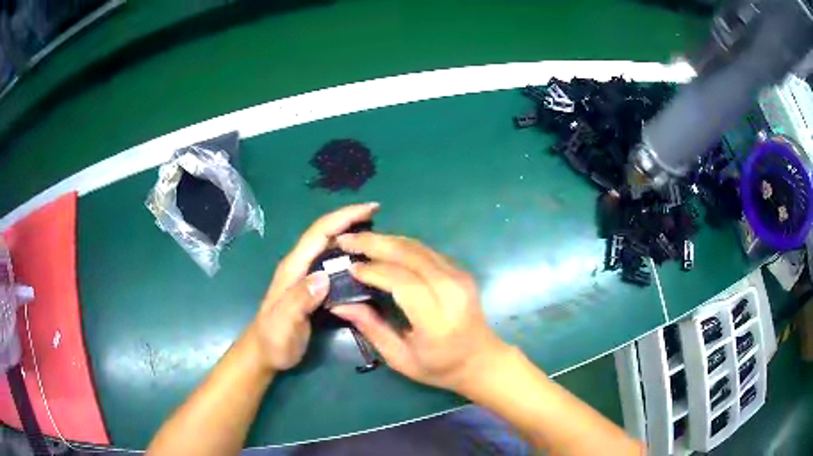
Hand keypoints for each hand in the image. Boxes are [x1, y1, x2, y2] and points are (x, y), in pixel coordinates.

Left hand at [253, 203, 378, 370]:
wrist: (264, 352)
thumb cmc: (273, 339)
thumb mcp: (284, 323)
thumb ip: (299, 300)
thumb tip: (324, 276)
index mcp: (293, 268)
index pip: (319, 233)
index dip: (343, 217)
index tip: (370, 209)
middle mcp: (300, 265)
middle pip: (325, 234)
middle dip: (350, 220)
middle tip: (379, 218)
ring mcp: (305, 275)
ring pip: (329, 246)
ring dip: (351, 235)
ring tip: (376, 236)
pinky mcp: (311, 286)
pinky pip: (332, 263)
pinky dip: (348, 255)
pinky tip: (362, 261)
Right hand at [330, 233, 509, 391]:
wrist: (481, 360)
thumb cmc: (439, 367)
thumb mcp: (400, 358)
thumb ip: (371, 328)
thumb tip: (339, 304)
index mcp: (437, 320)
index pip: (403, 282)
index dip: (374, 271)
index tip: (350, 268)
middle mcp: (451, 291)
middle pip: (410, 255)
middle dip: (374, 243)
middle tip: (346, 240)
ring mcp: (459, 277)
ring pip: (418, 247)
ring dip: (386, 240)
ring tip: (359, 240)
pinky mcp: (461, 270)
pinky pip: (426, 250)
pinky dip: (401, 245)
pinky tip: (383, 247)